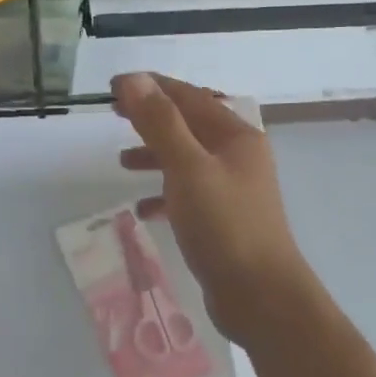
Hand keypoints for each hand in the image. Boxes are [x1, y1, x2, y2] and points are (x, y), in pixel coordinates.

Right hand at [113, 72, 317, 347]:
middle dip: (152, 118)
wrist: (262, 297)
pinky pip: (188, 194)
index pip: (189, 97)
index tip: (113, 86)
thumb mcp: (187, 167)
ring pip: (187, 159)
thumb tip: (134, 80)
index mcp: (235, 136)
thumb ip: (160, 123)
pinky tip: (143, 208)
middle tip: (114, 114)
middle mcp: (238, 156)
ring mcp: (233, 189)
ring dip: (155, 154)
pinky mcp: (224, 220)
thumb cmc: (225, 225)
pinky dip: (164, 194)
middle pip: (189, 125)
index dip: (151, 87)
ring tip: (121, 161)